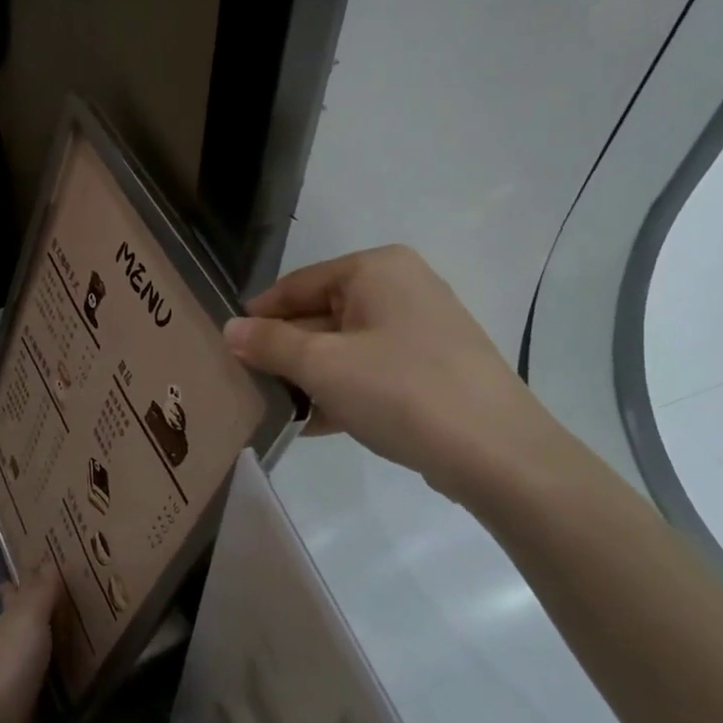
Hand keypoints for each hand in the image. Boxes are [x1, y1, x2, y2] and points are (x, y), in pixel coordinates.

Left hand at [0, 564, 61, 722]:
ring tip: (71, 633)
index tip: (39, 570)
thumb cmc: (8, 666)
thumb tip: (46, 562)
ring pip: (27, 650)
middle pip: (17, 622)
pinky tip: (62, 674)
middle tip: (64, 599)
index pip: (12, 594)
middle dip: (34, 611)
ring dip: (43, 641)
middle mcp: (3, 645)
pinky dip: (47, 671)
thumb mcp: (28, 621)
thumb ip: (40, 594)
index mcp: (5, 622)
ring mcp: (7, 678)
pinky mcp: (16, 707)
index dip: (22, 583)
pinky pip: (35, 679)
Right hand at [224, 245, 557, 504]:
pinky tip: (313, 424)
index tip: (226, 345)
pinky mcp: (432, 370)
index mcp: (377, 269)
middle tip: (244, 381)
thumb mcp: (323, 365)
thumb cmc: (400, 390)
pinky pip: (371, 372)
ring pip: (346, 347)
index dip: (259, 314)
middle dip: (284, 351)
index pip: (298, 283)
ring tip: (272, 407)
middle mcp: (402, 288)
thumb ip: (270, 344)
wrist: (496, 453)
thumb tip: (230, 330)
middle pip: (322, 315)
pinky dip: (342, 392)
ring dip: (309, 377)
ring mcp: (421, 330)